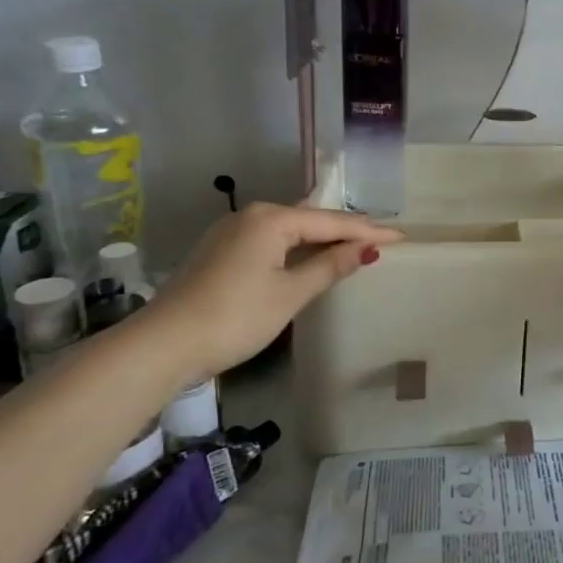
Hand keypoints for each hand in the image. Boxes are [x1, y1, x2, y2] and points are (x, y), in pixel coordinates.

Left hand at [142, 203, 403, 378]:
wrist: (161, 346)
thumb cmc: (235, 317)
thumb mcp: (290, 294)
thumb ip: (330, 267)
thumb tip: (366, 249)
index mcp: (271, 219)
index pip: (332, 222)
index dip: (369, 231)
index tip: (401, 237)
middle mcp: (250, 216)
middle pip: (310, 219)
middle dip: (345, 229)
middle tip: (380, 238)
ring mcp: (230, 232)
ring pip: (288, 229)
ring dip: (320, 238)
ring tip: (353, 245)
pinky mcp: (218, 252)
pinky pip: (270, 240)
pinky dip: (295, 247)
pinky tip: (308, 257)